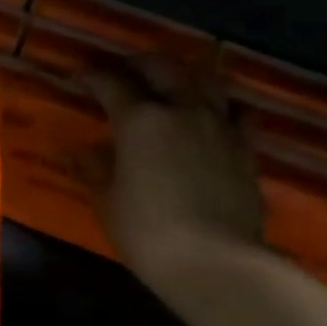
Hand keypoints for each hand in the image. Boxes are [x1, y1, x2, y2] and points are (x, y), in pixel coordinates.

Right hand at [84, 56, 264, 294]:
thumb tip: (80, 152)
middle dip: (139, 63)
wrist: (216, 262)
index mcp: (140, 120)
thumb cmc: (148, 232)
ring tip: (171, 82)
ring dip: (184, 74)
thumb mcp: (108, 201)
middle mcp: (182, 110)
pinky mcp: (246, 148)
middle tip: (124, 69)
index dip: (94, 77)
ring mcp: (219, 126)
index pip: (112, 84)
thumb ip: (95, 169)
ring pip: (205, 80)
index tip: (81, 77)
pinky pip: (238, 113)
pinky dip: (224, 106)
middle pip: (162, 67)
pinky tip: (216, 114)